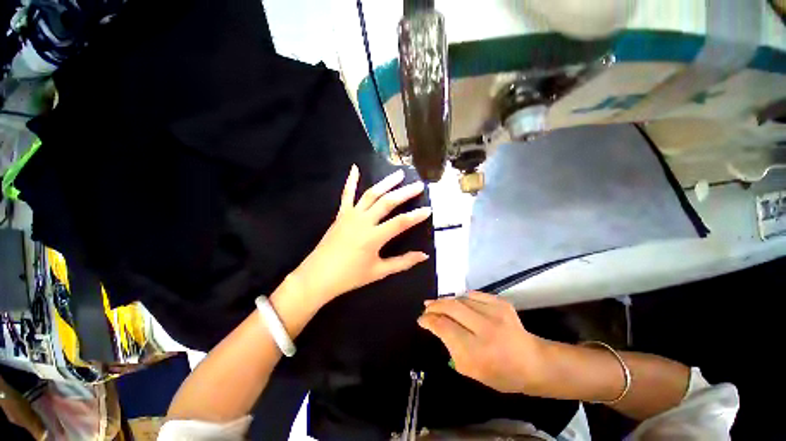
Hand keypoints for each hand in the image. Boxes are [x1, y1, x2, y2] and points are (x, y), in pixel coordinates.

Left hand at [291, 165, 431, 306]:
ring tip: (399, 174)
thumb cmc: (350, 276)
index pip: (401, 222)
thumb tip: (424, 256)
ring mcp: (351, 215)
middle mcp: (363, 221)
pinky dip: (351, 181)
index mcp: (374, 237)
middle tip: (419, 185)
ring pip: (371, 194)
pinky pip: (346, 195)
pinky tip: (355, 168)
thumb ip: (403, 262)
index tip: (429, 209)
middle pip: (388, 202)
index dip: (416, 216)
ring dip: (386, 183)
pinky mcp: (341, 214)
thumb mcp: (379, 272)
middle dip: (405, 193)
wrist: (318, 276)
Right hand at [418, 292, 549, 393]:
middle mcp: (485, 328)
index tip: (422, 319)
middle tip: (427, 306)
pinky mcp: (501, 303)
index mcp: (476, 351)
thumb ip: (450, 347)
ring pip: (461, 299)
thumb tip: (435, 324)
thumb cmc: (499, 374)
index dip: (429, 320)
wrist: (532, 362)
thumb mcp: (470, 370)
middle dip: (435, 305)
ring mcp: (495, 312)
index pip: (444, 327)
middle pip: (451, 307)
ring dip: (447, 301)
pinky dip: (462, 297)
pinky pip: (474, 295)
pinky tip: (458, 302)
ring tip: (439, 303)